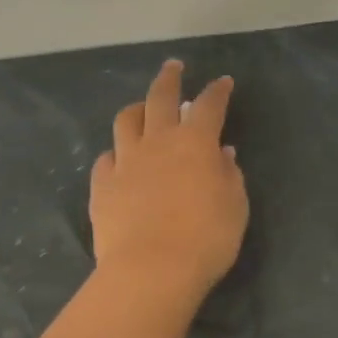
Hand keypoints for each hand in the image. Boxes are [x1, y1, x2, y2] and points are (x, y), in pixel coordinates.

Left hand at [91, 60, 247, 299]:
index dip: (218, 91)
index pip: (209, 105)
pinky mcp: (102, 186)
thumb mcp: (235, 206)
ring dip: (137, 109)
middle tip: (173, 67)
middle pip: (160, 97)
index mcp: (195, 142)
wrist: (151, 270)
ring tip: (142, 110)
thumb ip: (228, 175)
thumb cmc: (206, 238)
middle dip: (169, 78)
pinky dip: (116, 154)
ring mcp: (126, 162)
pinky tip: (120, 160)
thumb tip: (222, 154)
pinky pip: (106, 159)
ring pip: (126, 121)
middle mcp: (158, 142)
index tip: (223, 82)